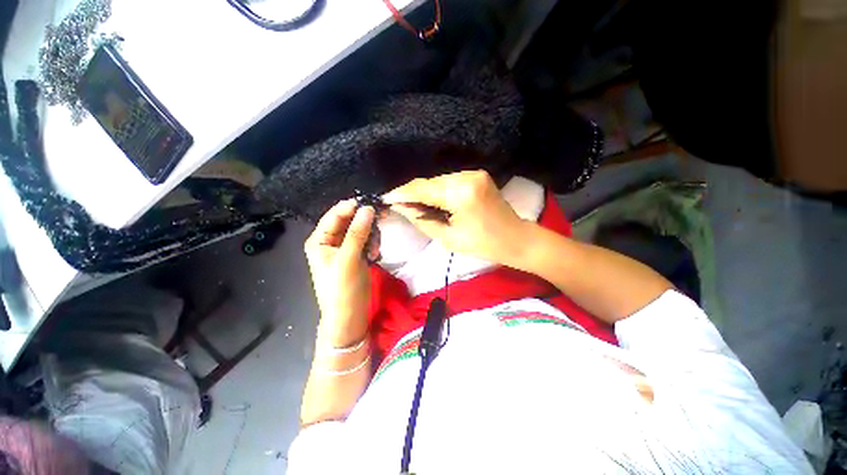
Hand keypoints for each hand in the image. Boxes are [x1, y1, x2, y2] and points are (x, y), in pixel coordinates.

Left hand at [304, 200, 376, 347]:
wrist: (349, 316)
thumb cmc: (342, 288)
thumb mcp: (348, 259)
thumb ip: (358, 232)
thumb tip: (367, 208)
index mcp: (319, 240)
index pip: (335, 215)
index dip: (352, 207)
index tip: (371, 204)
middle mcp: (330, 241)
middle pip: (349, 222)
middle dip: (365, 224)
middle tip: (381, 222)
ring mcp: (344, 248)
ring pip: (361, 231)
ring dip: (371, 237)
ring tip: (375, 250)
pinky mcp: (356, 255)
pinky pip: (366, 241)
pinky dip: (373, 246)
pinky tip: (375, 255)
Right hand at [383, 170, 531, 266]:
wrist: (516, 239)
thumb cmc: (483, 245)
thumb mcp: (448, 238)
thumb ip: (421, 220)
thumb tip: (401, 208)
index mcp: (460, 194)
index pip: (422, 189)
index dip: (402, 193)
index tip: (386, 198)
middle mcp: (466, 177)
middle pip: (429, 182)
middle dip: (411, 192)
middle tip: (397, 203)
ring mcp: (473, 173)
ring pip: (438, 180)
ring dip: (424, 191)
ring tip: (412, 204)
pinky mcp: (477, 175)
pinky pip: (449, 181)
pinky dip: (437, 190)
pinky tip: (431, 200)